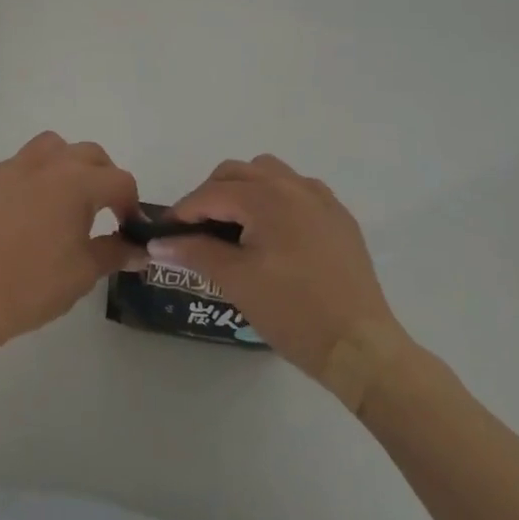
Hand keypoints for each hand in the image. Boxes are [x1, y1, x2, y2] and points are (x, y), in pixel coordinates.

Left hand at [0, 131, 142, 349]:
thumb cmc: (34, 284)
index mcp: (76, 182)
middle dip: (103, 176)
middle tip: (102, 208)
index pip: (119, 180)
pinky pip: (13, 169)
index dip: (131, 203)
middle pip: (87, 154)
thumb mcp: (84, 272)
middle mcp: (45, 164)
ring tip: (62, 198)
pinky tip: (20, 215)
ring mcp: (9, 168)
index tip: (128, 227)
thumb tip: (139, 249)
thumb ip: (115, 252)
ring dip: (64, 164)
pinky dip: (26, 182)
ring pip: (48, 148)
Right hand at [153, 155, 407, 381]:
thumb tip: (158, 242)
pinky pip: (297, 190)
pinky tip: (273, 233)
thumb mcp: (236, 281)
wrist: (361, 347)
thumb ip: (195, 252)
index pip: (211, 193)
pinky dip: (275, 200)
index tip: (166, 232)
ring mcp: (320, 199)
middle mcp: (293, 185)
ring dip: (244, 190)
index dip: (183, 211)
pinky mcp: (338, 217)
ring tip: (236, 227)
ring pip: (268, 174)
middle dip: (211, 195)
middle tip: (198, 230)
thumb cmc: (293, 312)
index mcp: (266, 197)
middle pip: (237, 172)